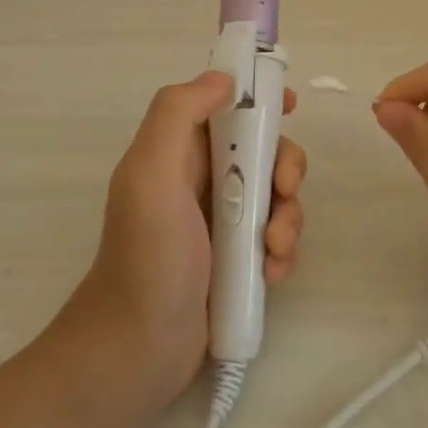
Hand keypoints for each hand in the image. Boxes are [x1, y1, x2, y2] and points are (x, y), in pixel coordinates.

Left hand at [65, 72, 305, 406]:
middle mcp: (203, 179)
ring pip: (278, 196)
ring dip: (288, 218)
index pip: (226, 105)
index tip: (288, 106)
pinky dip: (283, 251)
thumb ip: (179, 113)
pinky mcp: (238, 260)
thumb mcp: (151, 172)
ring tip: (274, 251)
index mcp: (180, 151)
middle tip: (285, 191)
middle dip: (285, 167)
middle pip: (264, 150)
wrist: (139, 349)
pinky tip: (271, 274)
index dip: (259, 97)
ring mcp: (223, 221)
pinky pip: (277, 238)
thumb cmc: (148, 254)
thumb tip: (222, 78)